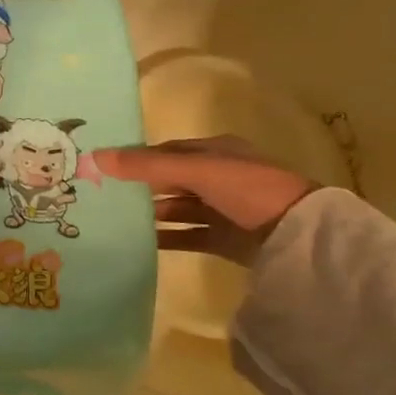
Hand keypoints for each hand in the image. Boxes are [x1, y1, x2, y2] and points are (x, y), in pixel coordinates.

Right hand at [95, 136, 318, 265]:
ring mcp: (223, 209)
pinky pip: (187, 235)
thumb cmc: (248, 189)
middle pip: (169, 180)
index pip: (166, 152)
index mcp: (216, 152)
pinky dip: (165, 238)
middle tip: (101, 196)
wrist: (300, 237)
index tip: (102, 169)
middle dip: (139, 188)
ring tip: (114, 221)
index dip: (136, 159)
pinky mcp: (225, 239)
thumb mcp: (196, 171)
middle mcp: (218, 177)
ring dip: (150, 214)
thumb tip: (95, 156)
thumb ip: (147, 166)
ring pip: (177, 208)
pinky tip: (140, 243)